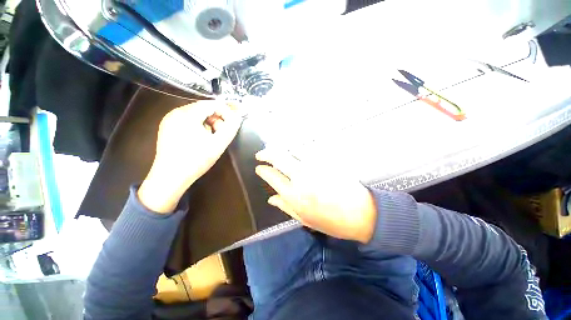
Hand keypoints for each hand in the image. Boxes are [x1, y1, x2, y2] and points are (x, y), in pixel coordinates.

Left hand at [138, 101, 241, 212]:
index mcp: (187, 114)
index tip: (235, 121)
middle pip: (203, 108)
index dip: (226, 111)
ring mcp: (169, 120)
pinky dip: (199, 126)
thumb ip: (231, 128)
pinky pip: (188, 121)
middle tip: (222, 132)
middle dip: (217, 118)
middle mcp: (175, 112)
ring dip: (208, 123)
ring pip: (196, 114)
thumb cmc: (196, 160)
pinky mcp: (167, 128)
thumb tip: (238, 117)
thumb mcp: (218, 144)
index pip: (212, 104)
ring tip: (212, 137)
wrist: (171, 177)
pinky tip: (201, 139)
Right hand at [255, 149, 376, 242]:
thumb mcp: (304, 219)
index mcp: (294, 195)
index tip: (259, 167)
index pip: (272, 176)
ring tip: (276, 151)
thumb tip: (271, 198)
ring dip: (281, 149)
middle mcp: (301, 177)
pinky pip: (307, 149)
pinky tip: (294, 151)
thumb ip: (285, 207)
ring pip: (292, 150)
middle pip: (279, 157)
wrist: (361, 213)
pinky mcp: (326, 160)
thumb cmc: (331, 221)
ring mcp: (314, 166)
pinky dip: (297, 149)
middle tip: (261, 154)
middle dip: (266, 153)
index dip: (263, 170)